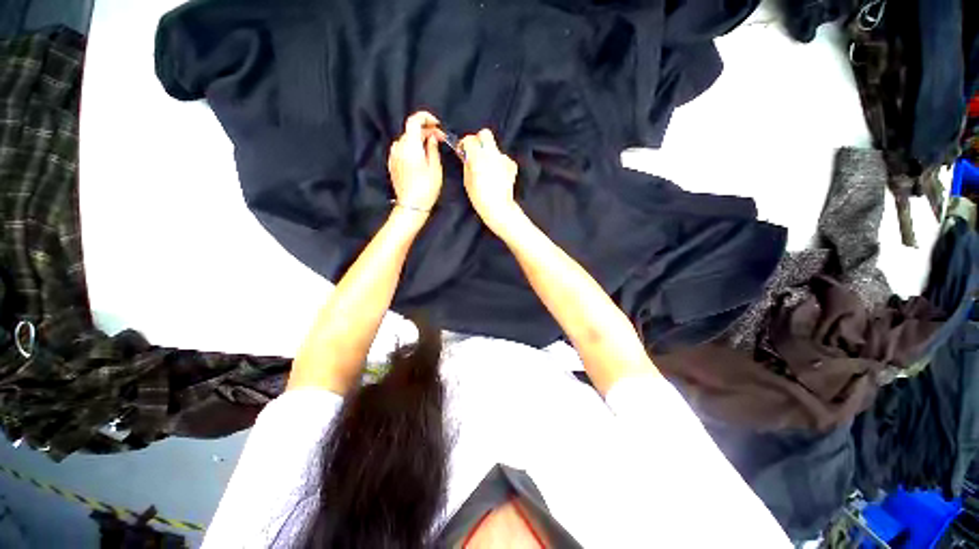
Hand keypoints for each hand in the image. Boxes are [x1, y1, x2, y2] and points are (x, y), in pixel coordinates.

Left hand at [388, 111, 443, 212]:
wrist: (411, 206)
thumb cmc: (426, 189)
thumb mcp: (435, 168)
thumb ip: (433, 148)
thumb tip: (432, 137)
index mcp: (410, 146)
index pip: (414, 120)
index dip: (426, 118)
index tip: (436, 124)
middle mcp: (399, 147)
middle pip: (411, 131)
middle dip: (426, 131)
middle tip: (439, 139)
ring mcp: (393, 155)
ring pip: (407, 140)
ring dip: (419, 140)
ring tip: (431, 150)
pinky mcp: (392, 163)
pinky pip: (402, 149)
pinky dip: (412, 148)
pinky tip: (421, 158)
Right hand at [460, 129, 519, 231]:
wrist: (499, 208)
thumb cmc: (480, 198)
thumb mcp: (467, 181)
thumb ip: (467, 164)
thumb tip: (466, 156)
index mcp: (478, 156)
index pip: (469, 139)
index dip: (464, 144)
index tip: (463, 151)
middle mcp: (492, 153)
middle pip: (485, 134)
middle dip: (479, 140)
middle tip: (475, 153)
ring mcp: (504, 158)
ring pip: (495, 148)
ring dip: (490, 154)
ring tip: (487, 169)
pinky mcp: (512, 165)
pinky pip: (503, 159)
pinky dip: (500, 164)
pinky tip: (497, 175)